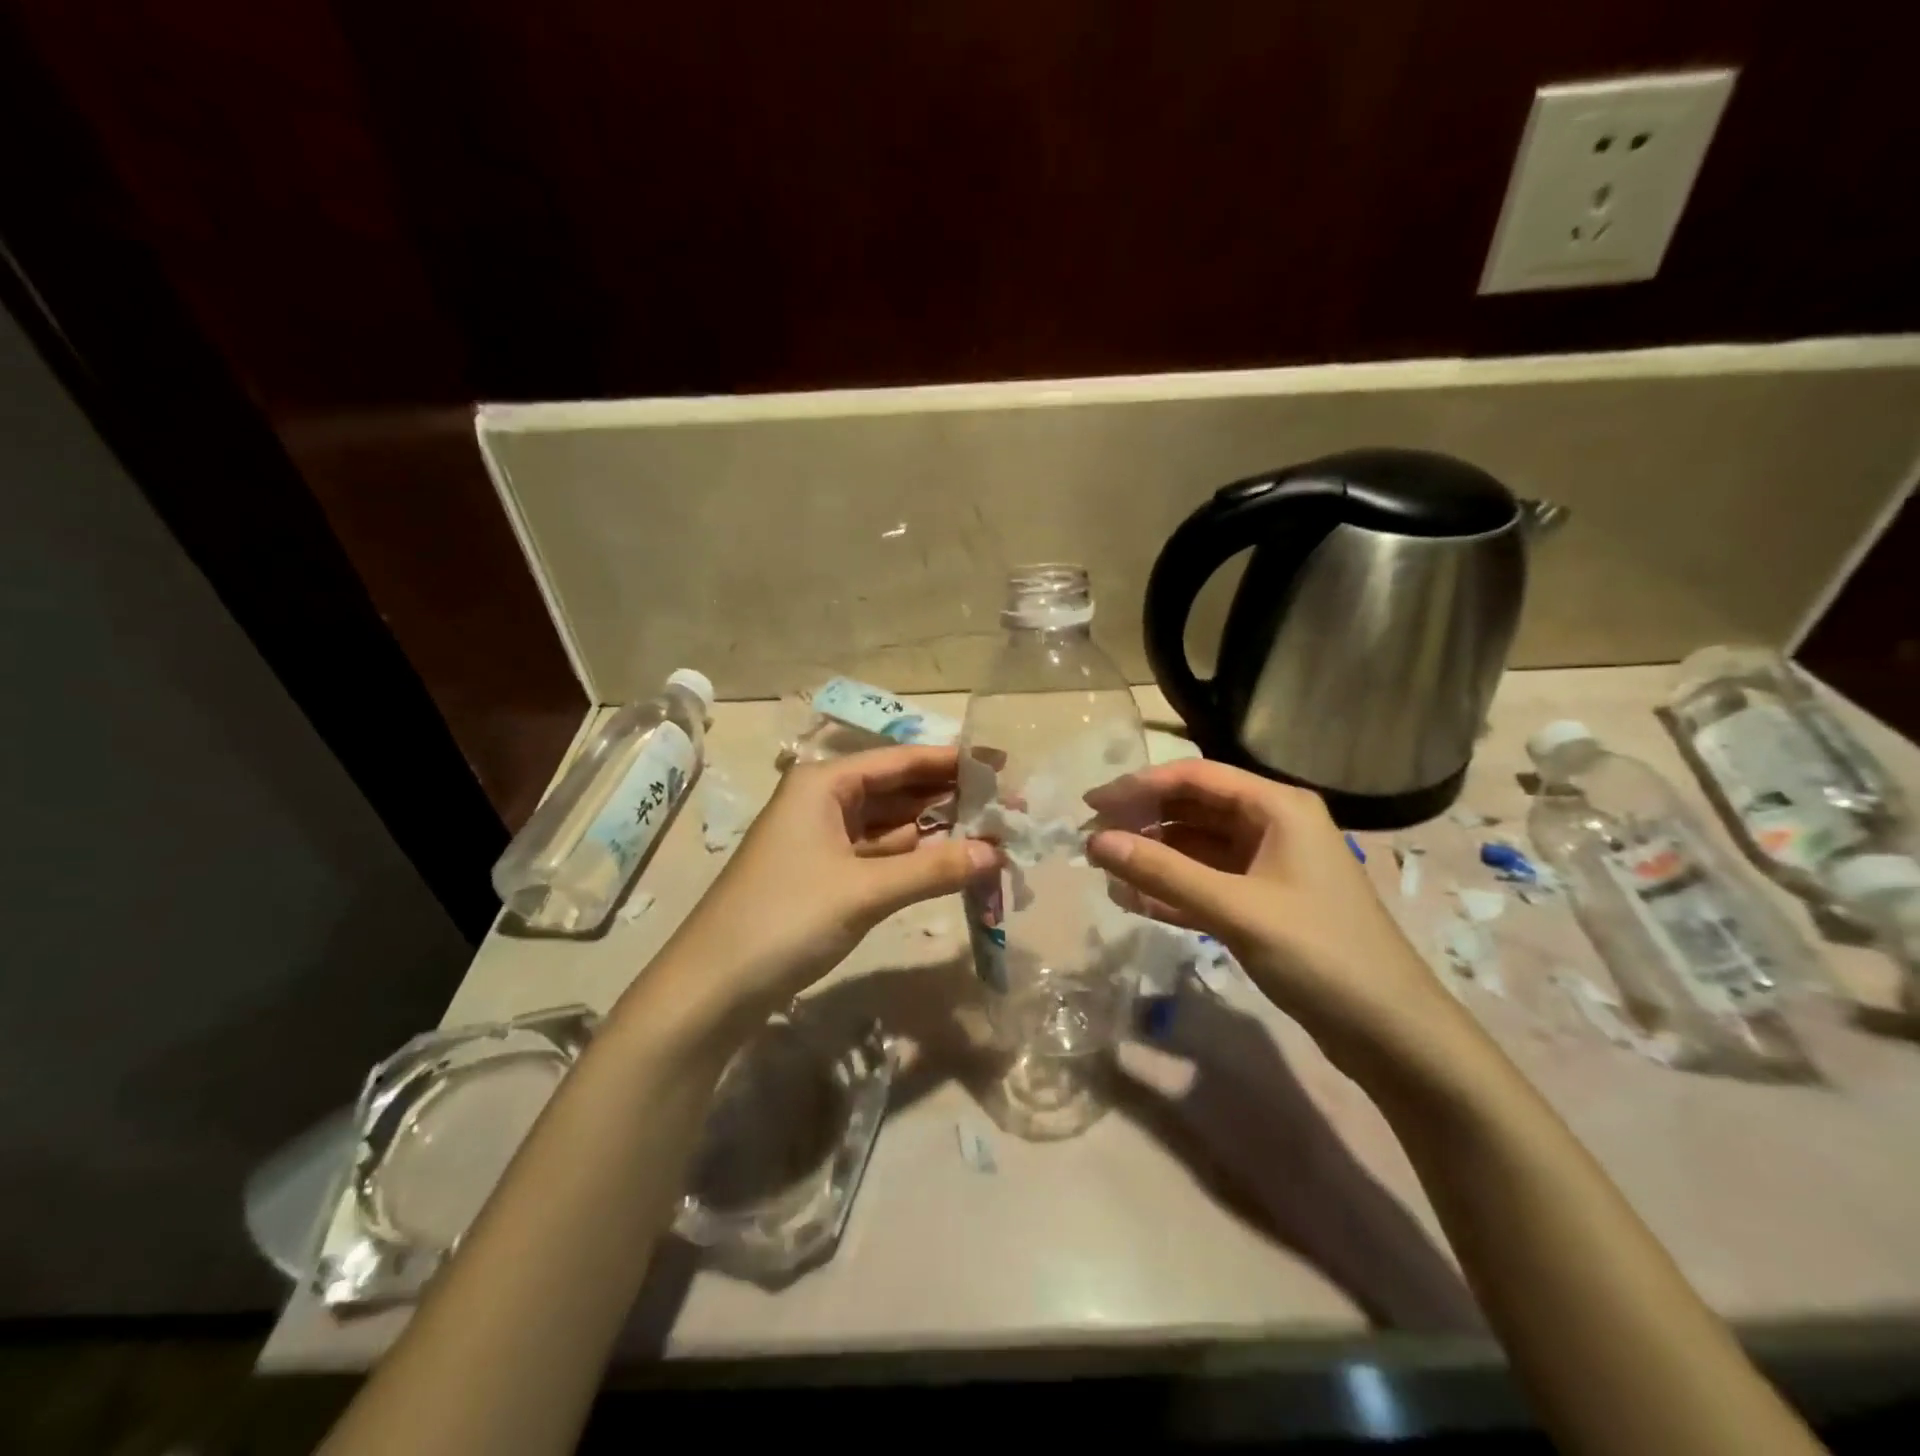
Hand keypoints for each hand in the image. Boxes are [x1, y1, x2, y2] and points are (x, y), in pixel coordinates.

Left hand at [669, 746, 995, 1019]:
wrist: (712, 987)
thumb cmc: (785, 919)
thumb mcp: (864, 891)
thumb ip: (934, 869)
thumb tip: (997, 854)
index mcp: (824, 784)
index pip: (900, 761)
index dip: (952, 762)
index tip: (1002, 765)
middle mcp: (823, 802)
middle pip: (897, 790)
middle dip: (950, 798)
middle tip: (1007, 806)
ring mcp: (822, 840)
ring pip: (891, 825)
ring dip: (936, 831)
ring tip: (992, 833)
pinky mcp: (824, 875)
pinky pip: (879, 855)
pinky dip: (914, 859)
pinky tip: (951, 862)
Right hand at [1086, 760, 1457, 1069]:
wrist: (1392, 1033)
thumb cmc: (1319, 954)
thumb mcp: (1236, 909)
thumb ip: (1163, 873)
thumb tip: (1095, 843)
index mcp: (1277, 807)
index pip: (1195, 777)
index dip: (1138, 786)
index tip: (1091, 805)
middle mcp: (1272, 826)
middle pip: (1193, 808)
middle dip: (1142, 821)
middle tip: (1092, 840)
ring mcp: (1268, 866)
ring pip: (1196, 847)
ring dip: (1152, 856)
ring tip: (1104, 869)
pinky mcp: (1263, 903)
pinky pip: (1206, 883)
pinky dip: (1171, 888)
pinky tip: (1133, 899)